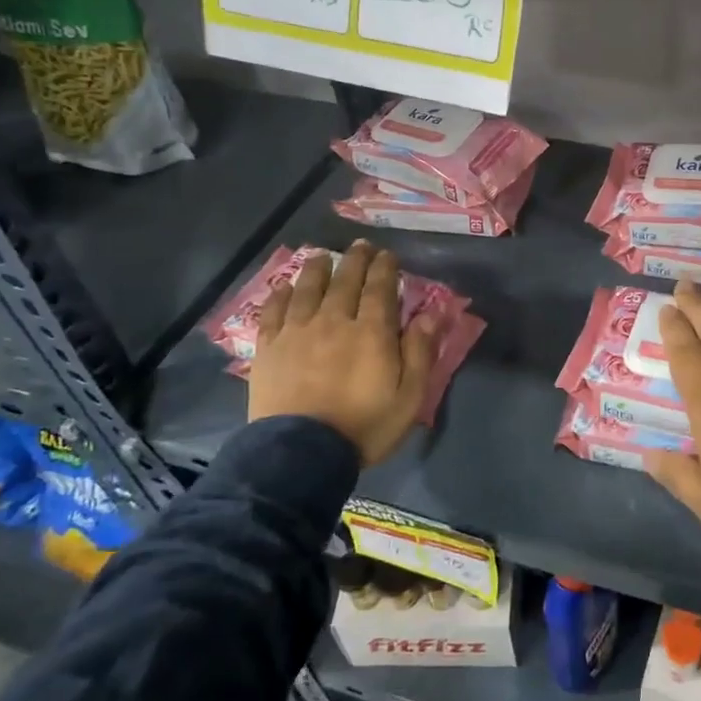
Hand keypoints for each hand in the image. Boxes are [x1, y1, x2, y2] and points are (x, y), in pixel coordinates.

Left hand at [246, 241, 437, 466]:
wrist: (301, 454)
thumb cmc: (364, 426)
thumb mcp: (409, 397)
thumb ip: (420, 352)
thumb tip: (430, 313)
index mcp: (371, 332)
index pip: (379, 288)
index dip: (385, 268)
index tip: (388, 254)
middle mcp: (334, 321)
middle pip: (345, 281)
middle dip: (356, 260)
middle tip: (361, 246)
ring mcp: (297, 332)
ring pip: (308, 288)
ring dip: (318, 269)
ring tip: (323, 256)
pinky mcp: (269, 348)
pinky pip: (273, 311)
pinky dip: (280, 294)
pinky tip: (283, 285)